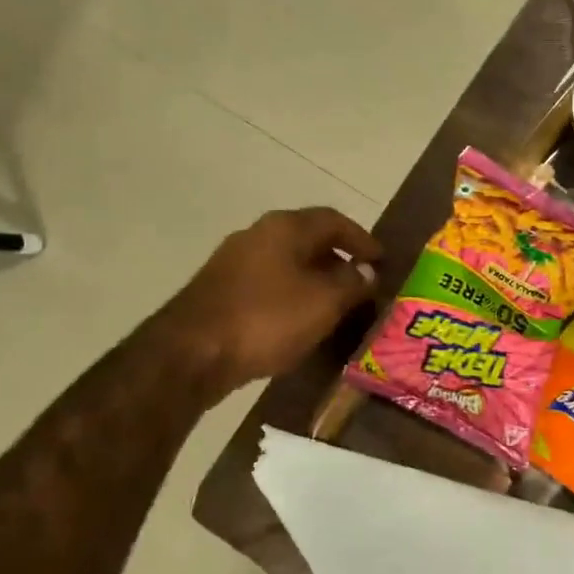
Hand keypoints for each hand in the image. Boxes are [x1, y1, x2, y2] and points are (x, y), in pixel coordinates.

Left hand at [161, 207, 382, 398]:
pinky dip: (292, 295)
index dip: (362, 238)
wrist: (191, 353)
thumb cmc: (267, 319)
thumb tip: (367, 273)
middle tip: (362, 282)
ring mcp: (234, 262)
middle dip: (338, 259)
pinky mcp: (220, 291)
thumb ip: (352, 284)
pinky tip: (301, 320)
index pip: (333, 220)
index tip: (382, 259)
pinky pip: (269, 284)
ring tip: (337, 304)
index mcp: (285, 227)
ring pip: (287, 263)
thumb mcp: (323, 302)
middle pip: (308, 239)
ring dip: (315, 279)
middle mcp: (257, 235)